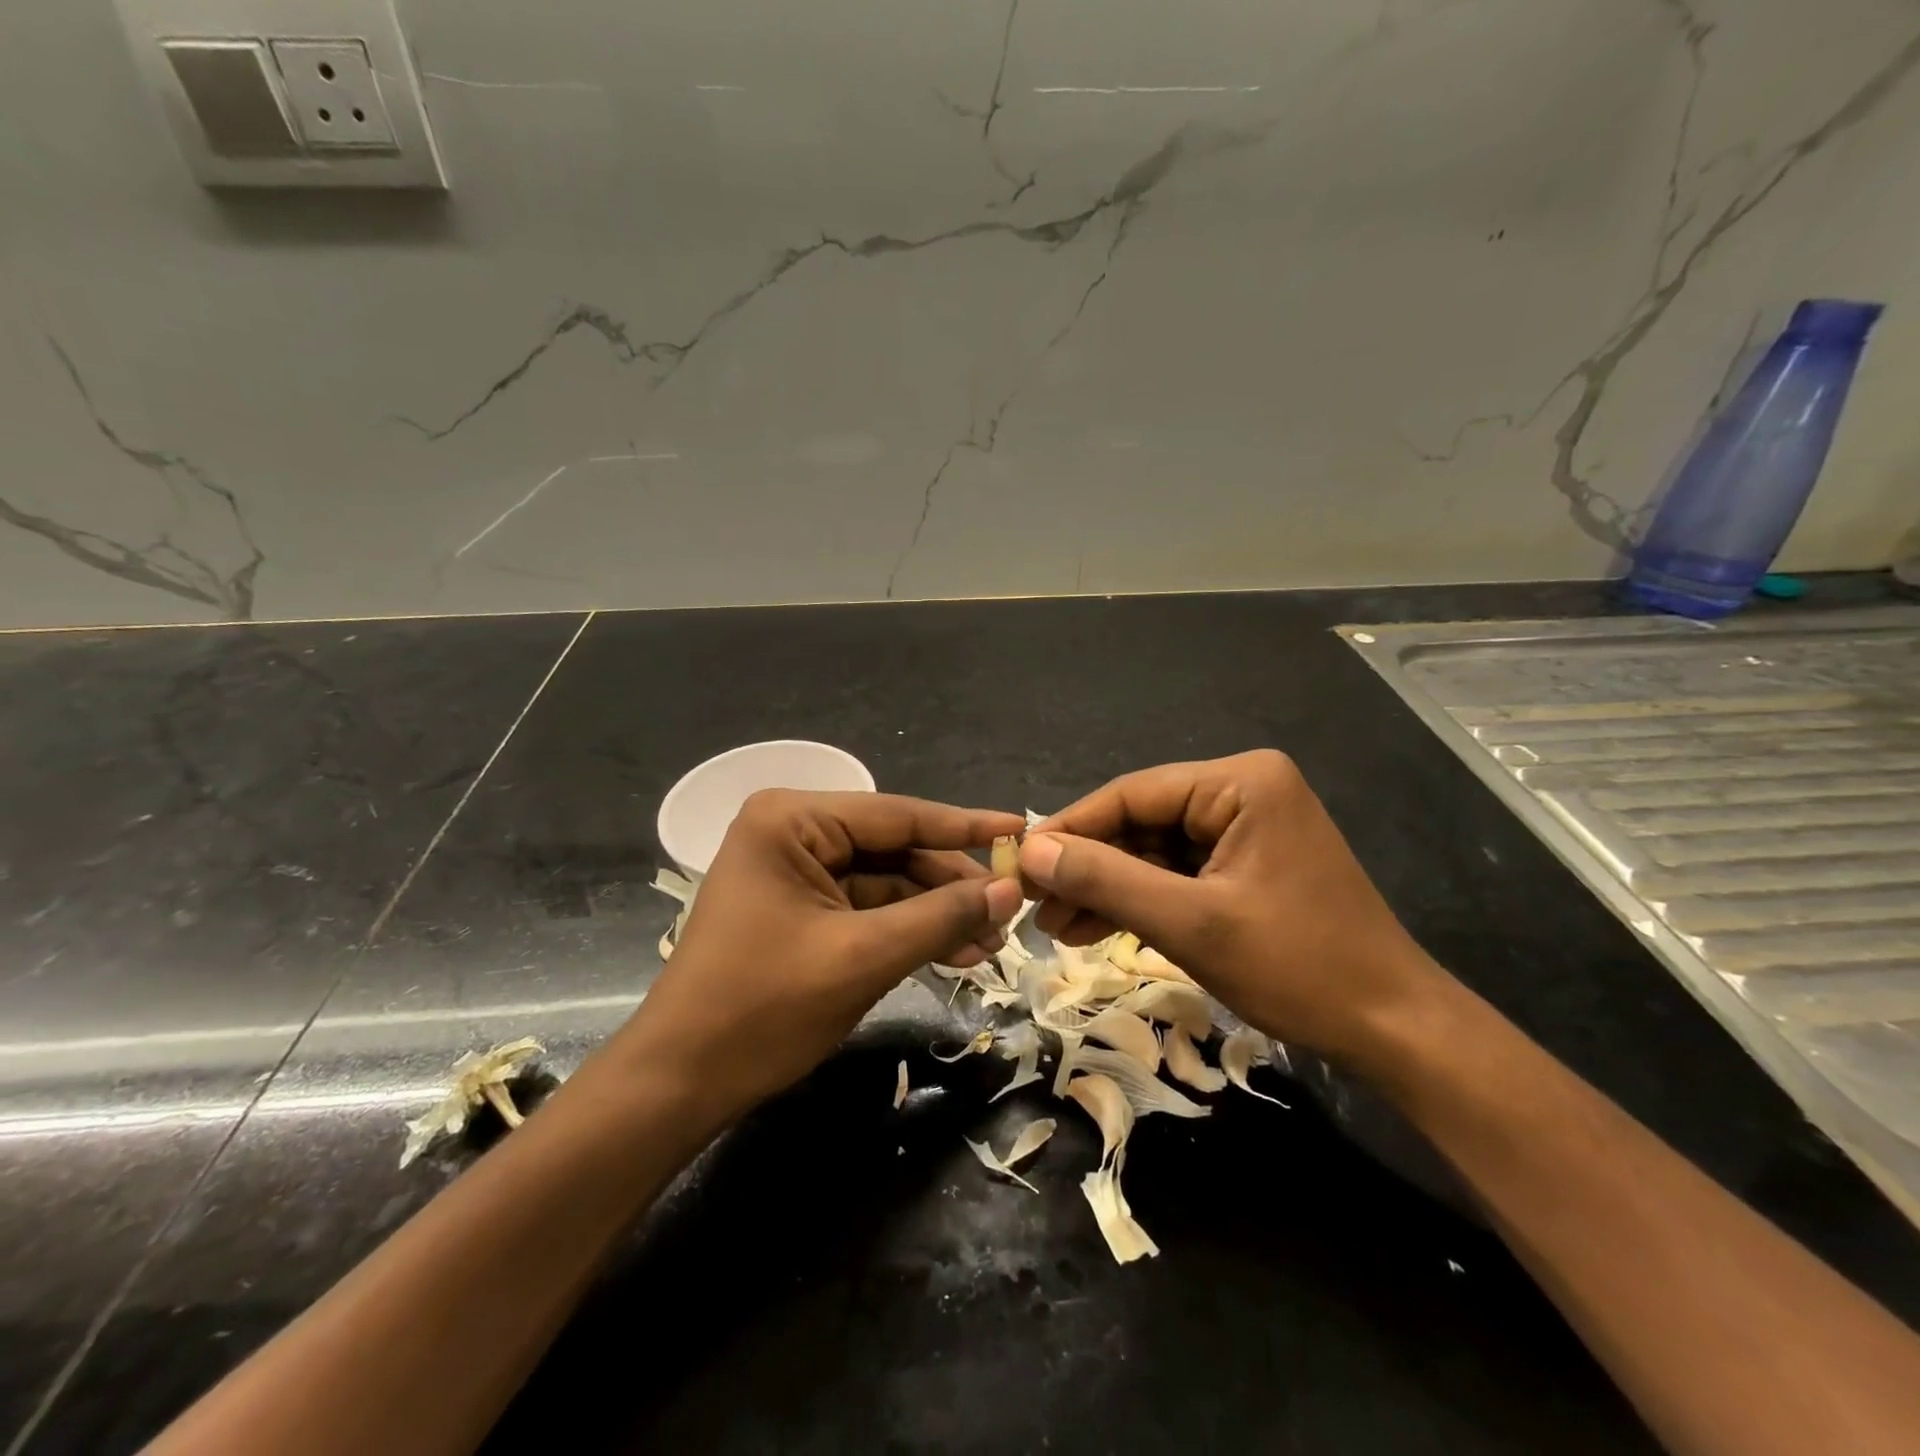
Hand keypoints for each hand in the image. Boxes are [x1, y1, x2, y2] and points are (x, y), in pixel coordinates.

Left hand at [621, 790, 1024, 1125]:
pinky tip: (954, 953)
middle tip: (1011, 911)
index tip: (1023, 828)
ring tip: (991, 943)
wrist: (678, 1084)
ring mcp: (794, 871)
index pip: (898, 815)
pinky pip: (867, 908)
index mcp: (792, 820)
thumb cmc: (762, 1009)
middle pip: (894, 848)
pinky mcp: (799, 908)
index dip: (965, 826)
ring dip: (935, 912)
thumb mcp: (863, 957)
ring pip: (886, 882)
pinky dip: (907, 930)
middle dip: (951, 884)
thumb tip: (1010, 890)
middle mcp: (792, 832)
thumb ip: (940, 917)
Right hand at [1019, 750, 1445, 1065]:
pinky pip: (1177, 874)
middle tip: (1034, 905)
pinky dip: (1139, 902)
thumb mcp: (1190, 923)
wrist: (1392, 1030)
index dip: (1070, 829)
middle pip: (1140, 822)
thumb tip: (1029, 852)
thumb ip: (1106, 880)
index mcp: (1240, 782)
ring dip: (1107, 889)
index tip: (1018, 862)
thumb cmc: (1296, 966)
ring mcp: (1246, 828)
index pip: (1132, 794)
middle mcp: (1243, 791)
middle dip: (1088, 867)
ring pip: (1153, 851)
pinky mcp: (1246, 864)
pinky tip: (1095, 928)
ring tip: (1056, 927)